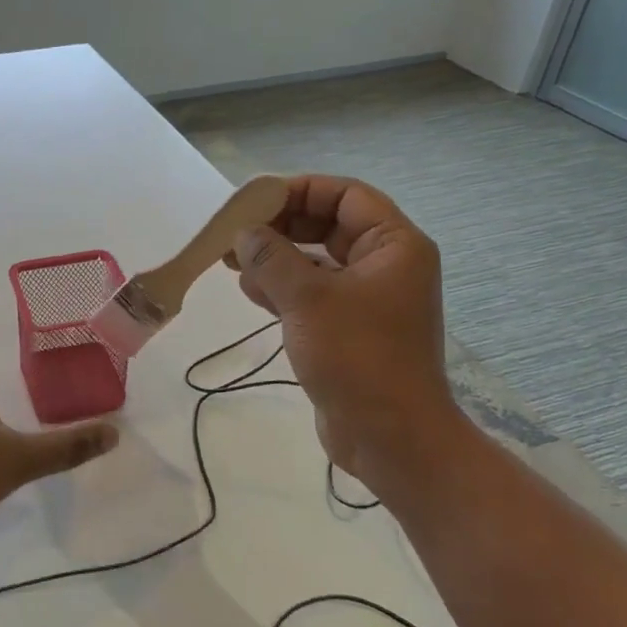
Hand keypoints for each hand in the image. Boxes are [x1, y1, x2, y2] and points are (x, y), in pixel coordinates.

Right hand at [231, 176, 469, 495]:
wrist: (390, 435)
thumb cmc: (357, 357)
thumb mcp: (308, 299)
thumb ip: (271, 258)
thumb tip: (244, 234)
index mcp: (394, 245)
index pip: (345, 195)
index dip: (299, 191)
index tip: (254, 201)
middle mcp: (385, 265)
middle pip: (328, 226)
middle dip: (281, 227)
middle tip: (236, 233)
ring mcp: (368, 299)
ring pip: (316, 262)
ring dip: (276, 258)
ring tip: (232, 261)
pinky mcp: (349, 329)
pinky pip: (313, 294)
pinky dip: (282, 288)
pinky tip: (249, 290)